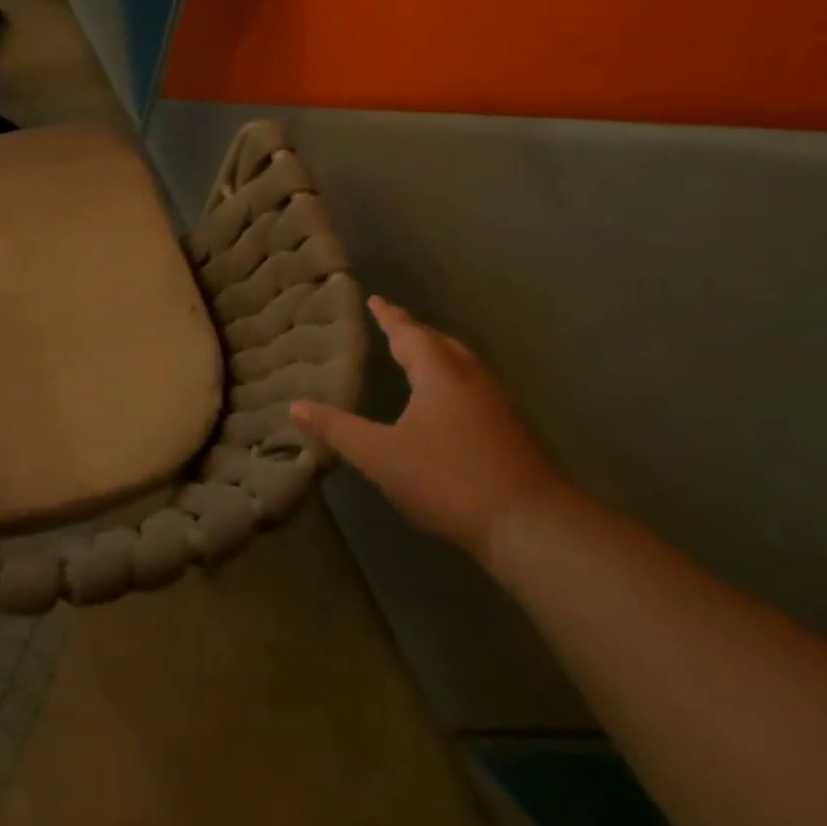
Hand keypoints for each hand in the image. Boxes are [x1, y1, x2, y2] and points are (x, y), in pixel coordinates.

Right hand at [292, 297, 566, 562]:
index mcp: (440, 376)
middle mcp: (471, 381)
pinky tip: (446, 405)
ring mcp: (497, 407)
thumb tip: (295, 406)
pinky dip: (453, 381)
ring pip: (463, 366)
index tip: (375, 299)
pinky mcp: (511, 433)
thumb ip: (337, 429)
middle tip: (394, 325)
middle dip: (416, 333)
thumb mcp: (380, 456)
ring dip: (438, 355)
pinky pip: (474, 389)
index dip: (389, 317)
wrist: (531, 526)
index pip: (410, 334)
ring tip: (419, 357)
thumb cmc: (448, 479)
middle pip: (442, 344)